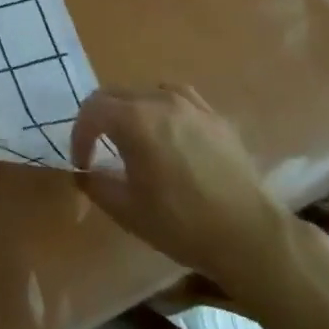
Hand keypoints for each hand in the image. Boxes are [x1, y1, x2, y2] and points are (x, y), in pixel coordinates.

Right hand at [70, 84, 296, 301]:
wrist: (249, 236)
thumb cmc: (181, 224)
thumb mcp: (127, 210)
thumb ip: (96, 184)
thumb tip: (84, 172)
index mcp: (135, 119)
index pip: (92, 110)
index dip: (79, 135)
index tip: (82, 163)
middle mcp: (161, 100)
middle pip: (116, 95)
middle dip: (101, 120)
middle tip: (100, 150)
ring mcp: (192, 105)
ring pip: (147, 93)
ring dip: (132, 112)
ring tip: (135, 140)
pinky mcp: (216, 117)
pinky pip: (179, 100)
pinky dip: (163, 110)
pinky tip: (170, 135)